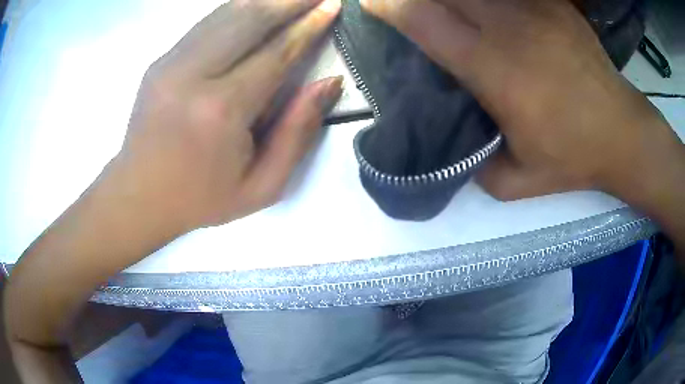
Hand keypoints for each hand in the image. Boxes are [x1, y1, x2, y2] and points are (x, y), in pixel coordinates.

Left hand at [110, 0, 342, 232]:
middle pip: (249, 19)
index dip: (308, 27)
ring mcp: (171, 63)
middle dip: (289, 1)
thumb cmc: (201, 198)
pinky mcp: (160, 60)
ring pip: (226, 13)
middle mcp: (193, 75)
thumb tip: (328, 83)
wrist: (138, 196)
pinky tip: (257, 4)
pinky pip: (206, 23)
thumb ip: (298, 134)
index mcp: (221, 111)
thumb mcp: (261, 186)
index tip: (331, 6)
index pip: (276, 53)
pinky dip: (236, 8)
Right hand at [361, 0, 681, 200]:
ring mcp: (533, 9)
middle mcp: (509, 29)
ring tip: (449, 9)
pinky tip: (487, 7)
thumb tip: (452, 144)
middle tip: (406, 3)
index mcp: (494, 71)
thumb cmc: (573, 157)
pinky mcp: (553, 4)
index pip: (424, 21)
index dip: (390, 6)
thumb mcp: (516, 181)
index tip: (372, 4)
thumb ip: (474, 164)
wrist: (622, 133)